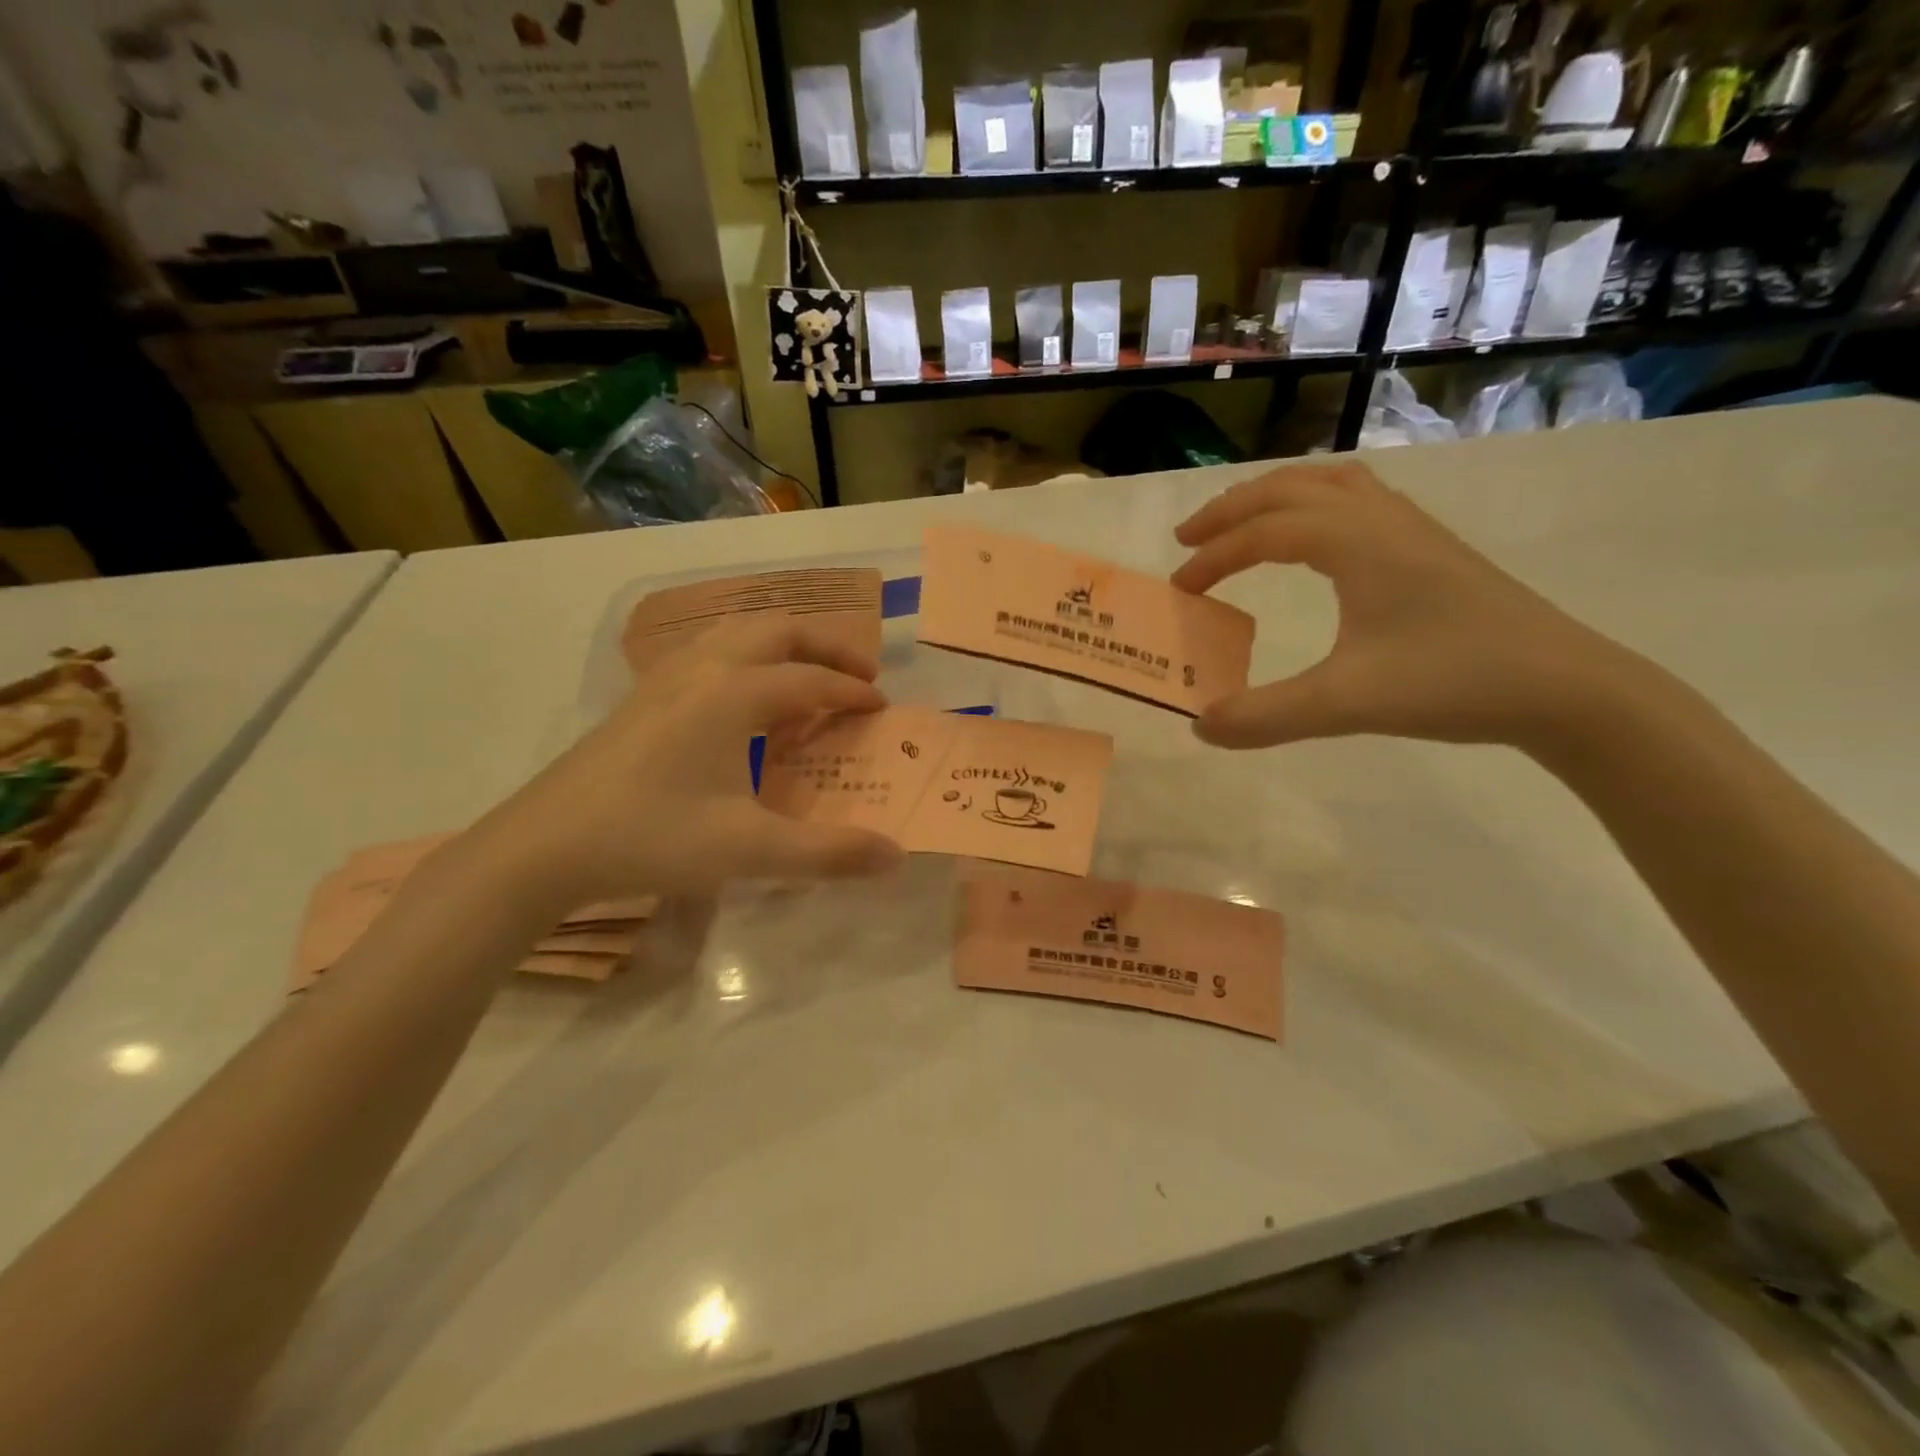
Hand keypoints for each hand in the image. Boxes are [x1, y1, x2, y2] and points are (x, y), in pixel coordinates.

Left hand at [462, 618, 904, 910]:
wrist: (545, 845)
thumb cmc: (652, 837)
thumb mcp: (749, 850)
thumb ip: (828, 853)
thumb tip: (897, 857)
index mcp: (733, 694)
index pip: (810, 679)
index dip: (851, 692)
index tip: (881, 708)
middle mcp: (703, 669)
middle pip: (776, 630)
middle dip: (825, 645)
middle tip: (859, 674)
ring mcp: (666, 677)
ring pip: (737, 632)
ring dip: (783, 642)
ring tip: (808, 673)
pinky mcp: (643, 695)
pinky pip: (709, 650)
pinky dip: (746, 655)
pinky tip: (743, 695)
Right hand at [1172, 461, 1636, 750]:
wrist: (1564, 686)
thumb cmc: (1453, 681)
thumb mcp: (1347, 704)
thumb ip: (1266, 716)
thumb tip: (1200, 727)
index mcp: (1357, 542)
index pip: (1265, 532)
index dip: (1215, 557)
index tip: (1181, 590)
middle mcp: (1381, 519)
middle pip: (1290, 488)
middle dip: (1232, 509)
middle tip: (1189, 540)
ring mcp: (1412, 529)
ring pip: (1329, 485)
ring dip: (1274, 498)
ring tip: (1240, 527)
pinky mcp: (1430, 549)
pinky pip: (1357, 502)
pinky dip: (1314, 507)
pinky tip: (1312, 542)